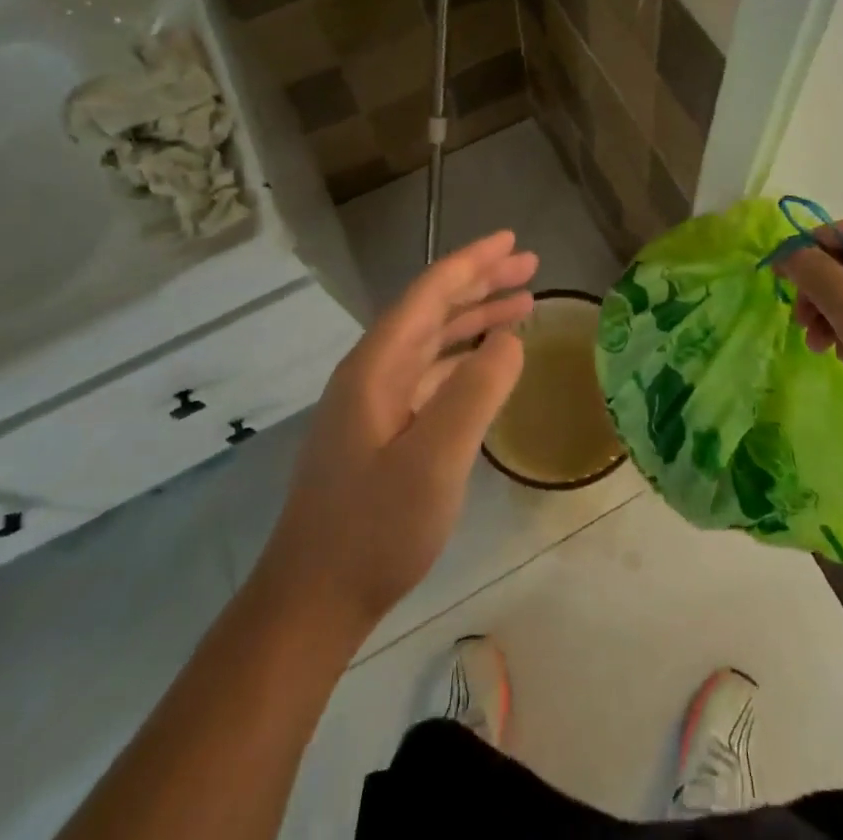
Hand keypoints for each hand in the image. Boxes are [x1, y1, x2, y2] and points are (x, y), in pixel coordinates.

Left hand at [253, 231, 535, 636]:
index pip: (430, 293)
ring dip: (476, 318)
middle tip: (530, 266)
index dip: (472, 261)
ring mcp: (375, 402)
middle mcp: (373, 372)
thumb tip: (511, 338)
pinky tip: (488, 363)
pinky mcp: (382, 431)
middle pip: (432, 309)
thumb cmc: (374, 530)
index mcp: (377, 365)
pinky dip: (464, 357)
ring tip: (523, 305)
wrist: (313, 602)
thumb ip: (476, 392)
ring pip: (433, 341)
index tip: (512, 240)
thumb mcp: (435, 461)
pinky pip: (431, 373)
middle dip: (481, 283)